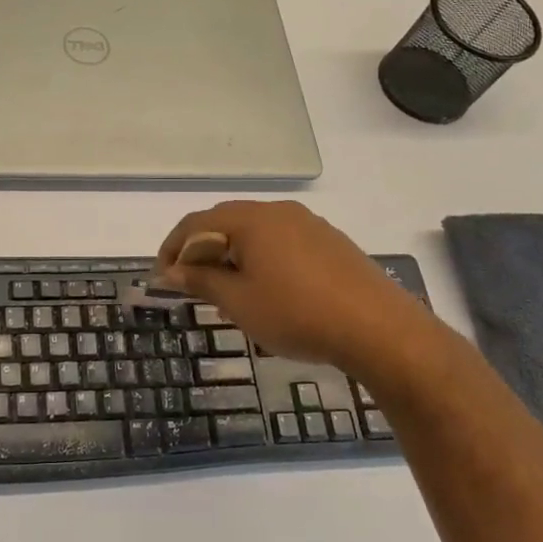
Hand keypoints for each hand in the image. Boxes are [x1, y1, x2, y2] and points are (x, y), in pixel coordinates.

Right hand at [157, 201, 448, 375]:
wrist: (380, 329)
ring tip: (226, 290)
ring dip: (232, 254)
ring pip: (255, 232)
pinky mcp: (331, 242)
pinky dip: (261, 258)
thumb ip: (201, 279)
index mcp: (250, 219)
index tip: (162, 277)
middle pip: (225, 221)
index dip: (172, 247)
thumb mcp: (238, 301)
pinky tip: (267, 289)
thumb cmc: (297, 313)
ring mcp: (308, 224)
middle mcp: (278, 211)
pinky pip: (282, 241)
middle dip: (202, 249)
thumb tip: (172, 269)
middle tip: (190, 282)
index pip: (196, 223)